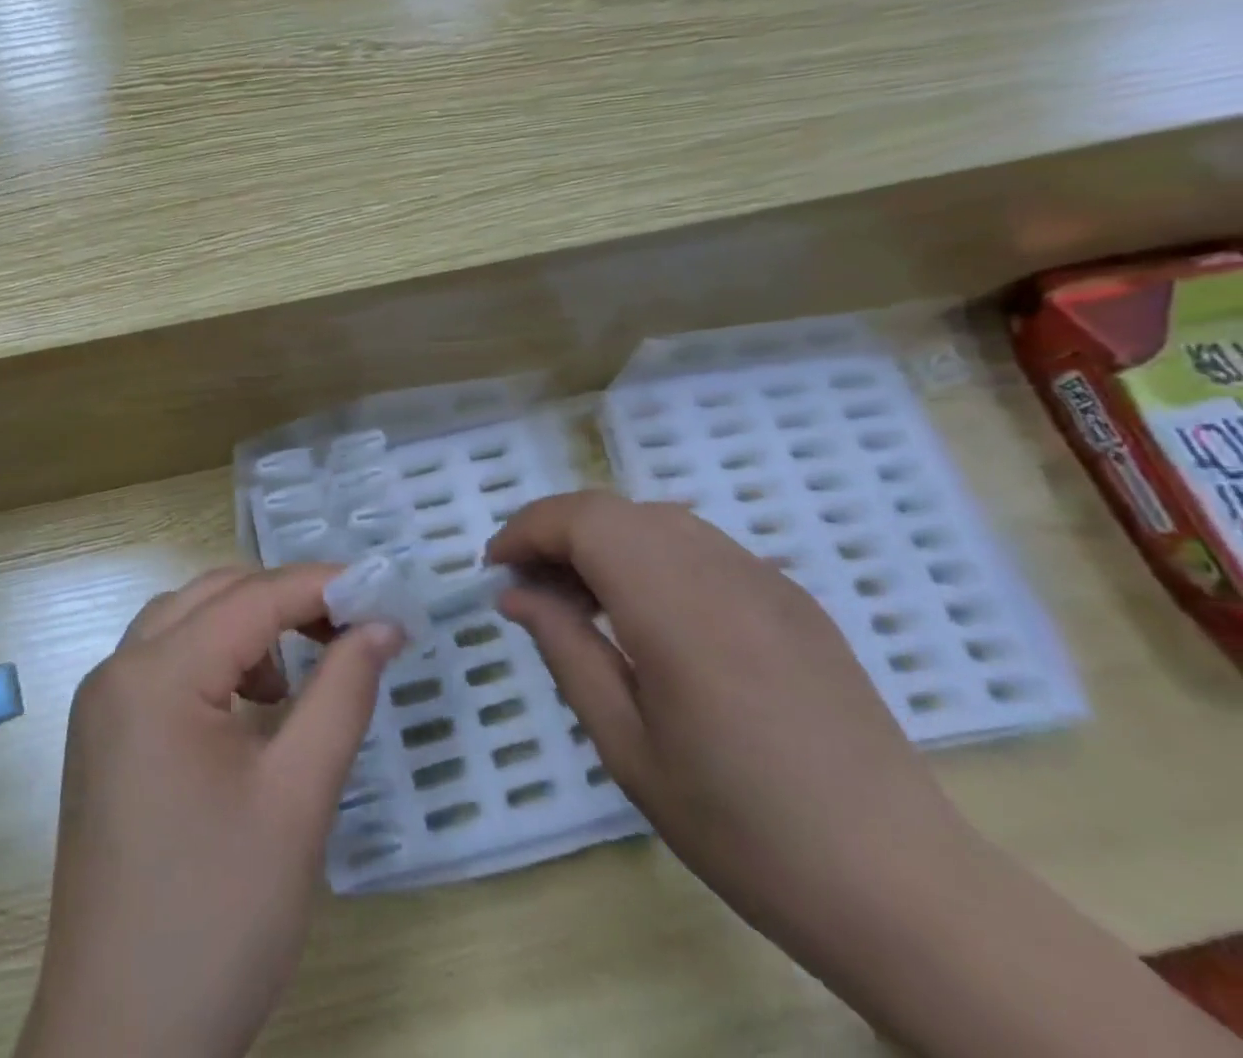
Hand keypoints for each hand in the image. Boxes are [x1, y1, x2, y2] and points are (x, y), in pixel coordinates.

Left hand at [17, 564, 402, 1057]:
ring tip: (297, 679)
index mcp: (155, 676)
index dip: (323, 585)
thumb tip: (383, 626)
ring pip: (185, 622)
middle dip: (284, 600)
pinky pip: (165, 664)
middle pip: (212, 596)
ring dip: (248, 628)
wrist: (122, 1045)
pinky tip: (250, 709)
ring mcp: (101, 705)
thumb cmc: (218, 916)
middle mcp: (117, 671)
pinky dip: (215, 660)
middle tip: (350, 630)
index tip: (384, 594)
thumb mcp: (299, 797)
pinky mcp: (103, 739)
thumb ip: (344, 693)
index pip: (252, 598)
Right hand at [488, 492, 973, 956]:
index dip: (528, 530)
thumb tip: (515, 594)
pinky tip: (652, 618)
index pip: (583, 520)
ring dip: (605, 542)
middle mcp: (723, 572)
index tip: (497, 570)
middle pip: (616, 510)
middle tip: (532, 590)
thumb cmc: (742, 828)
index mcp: (677, 608)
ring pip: (659, 521)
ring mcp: (767, 580)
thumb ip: (565, 650)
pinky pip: (703, 548)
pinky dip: (653, 557)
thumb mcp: (626, 746)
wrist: (901, 886)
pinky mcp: (795, 599)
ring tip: (585, 603)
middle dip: (558, 533)